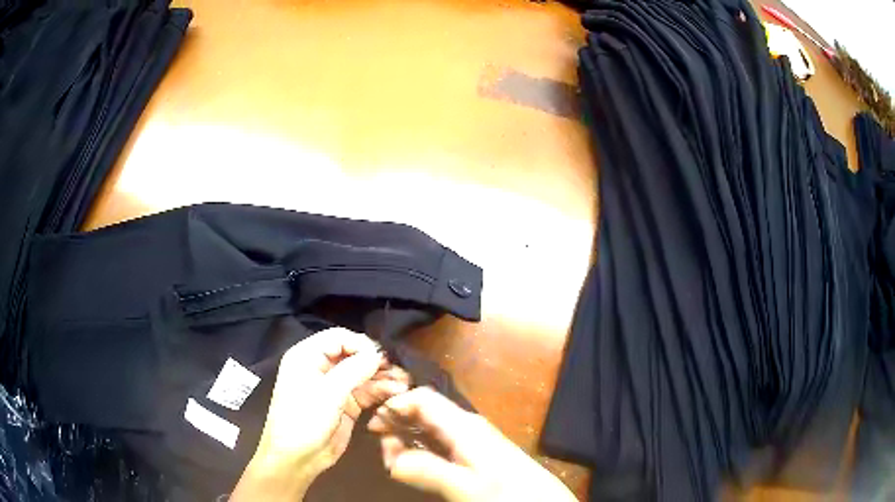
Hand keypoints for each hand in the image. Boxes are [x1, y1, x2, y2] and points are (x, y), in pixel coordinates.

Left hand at [232, 328, 409, 500]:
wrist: (297, 458)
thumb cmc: (304, 420)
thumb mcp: (327, 393)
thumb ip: (353, 370)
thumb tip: (377, 353)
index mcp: (307, 356)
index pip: (338, 338)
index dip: (360, 344)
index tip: (381, 357)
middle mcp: (321, 367)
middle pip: (353, 354)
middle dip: (375, 361)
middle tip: (399, 368)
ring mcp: (334, 387)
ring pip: (362, 373)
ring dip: (382, 377)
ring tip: (404, 382)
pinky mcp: (346, 404)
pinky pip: (366, 391)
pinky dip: (380, 391)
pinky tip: (397, 392)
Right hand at [368, 387, 577, 501]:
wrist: (540, 501)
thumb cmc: (506, 492)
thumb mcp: (464, 486)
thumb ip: (426, 471)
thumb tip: (389, 458)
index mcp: (463, 425)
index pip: (422, 398)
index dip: (395, 405)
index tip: (374, 426)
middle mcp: (465, 424)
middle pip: (424, 410)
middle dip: (397, 423)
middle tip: (381, 447)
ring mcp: (471, 437)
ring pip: (430, 426)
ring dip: (407, 437)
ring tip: (393, 458)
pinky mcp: (474, 451)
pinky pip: (439, 441)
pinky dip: (421, 447)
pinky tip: (415, 462)